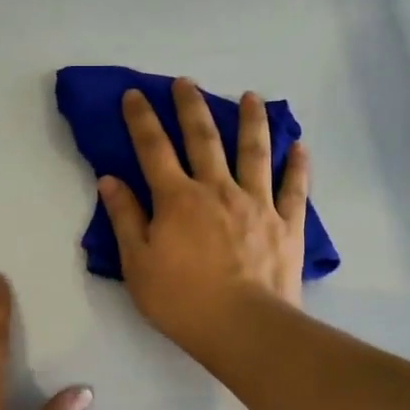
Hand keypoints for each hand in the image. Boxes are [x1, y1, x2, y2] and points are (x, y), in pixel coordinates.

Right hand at [98, 78, 308, 355]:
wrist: (242, 327)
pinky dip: (297, 166)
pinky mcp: (286, 223)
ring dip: (251, 121)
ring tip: (251, 97)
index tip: (134, 94)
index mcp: (177, 198)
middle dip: (191, 107)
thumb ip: (125, 218)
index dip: (141, 119)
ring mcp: (257, 203)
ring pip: (254, 152)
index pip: (153, 148)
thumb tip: (110, 179)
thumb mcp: (137, 263)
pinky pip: (294, 188)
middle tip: (186, 82)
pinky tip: (299, 147)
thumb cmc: (181, 300)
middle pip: (203, 138)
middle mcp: (217, 189)